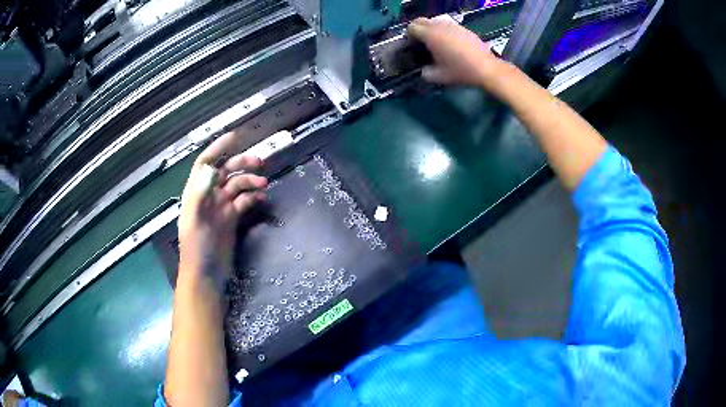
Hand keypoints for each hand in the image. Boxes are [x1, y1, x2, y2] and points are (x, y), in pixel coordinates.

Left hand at [178, 131, 267, 288]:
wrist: (206, 274)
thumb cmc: (196, 248)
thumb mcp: (195, 220)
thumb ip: (200, 193)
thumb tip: (210, 168)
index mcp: (197, 193)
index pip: (206, 163)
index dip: (218, 148)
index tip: (235, 136)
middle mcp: (209, 196)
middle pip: (225, 171)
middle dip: (241, 164)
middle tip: (260, 162)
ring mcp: (221, 208)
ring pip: (237, 186)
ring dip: (250, 182)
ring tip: (264, 184)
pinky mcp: (232, 219)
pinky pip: (244, 202)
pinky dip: (253, 198)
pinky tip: (262, 199)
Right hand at [408, 16, 503, 87]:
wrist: (486, 68)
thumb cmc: (461, 71)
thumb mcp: (439, 77)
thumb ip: (426, 73)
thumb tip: (423, 71)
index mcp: (431, 35)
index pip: (412, 27)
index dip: (409, 35)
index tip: (412, 44)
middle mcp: (440, 26)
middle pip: (422, 20)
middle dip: (418, 29)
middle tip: (420, 41)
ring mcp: (453, 25)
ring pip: (435, 21)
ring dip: (431, 28)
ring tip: (435, 42)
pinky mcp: (463, 28)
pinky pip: (448, 25)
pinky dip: (444, 31)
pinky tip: (450, 43)